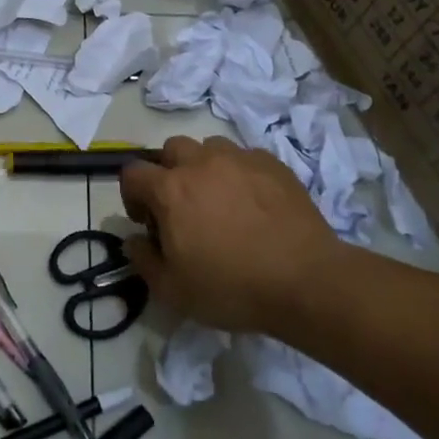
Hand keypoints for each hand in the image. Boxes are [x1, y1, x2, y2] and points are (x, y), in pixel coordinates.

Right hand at [118, 136, 344, 333]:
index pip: (133, 173)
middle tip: (181, 206)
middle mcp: (201, 163)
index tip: (147, 222)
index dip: (132, 196)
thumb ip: (143, 261)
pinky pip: (246, 157)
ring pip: (210, 147)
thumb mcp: (173, 290)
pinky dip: (240, 173)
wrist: (306, 280)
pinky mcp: (274, 164)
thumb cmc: (232, 286)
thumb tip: (134, 241)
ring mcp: (240, 159)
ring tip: (219, 200)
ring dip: (205, 167)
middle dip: (168, 172)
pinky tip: (253, 203)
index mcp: (170, 189)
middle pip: (171, 149)